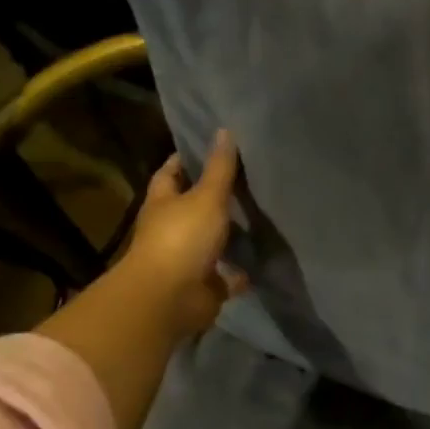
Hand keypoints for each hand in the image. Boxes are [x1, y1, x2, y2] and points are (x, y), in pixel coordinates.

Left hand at [113, 130, 248, 339]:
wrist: (171, 297)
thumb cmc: (182, 238)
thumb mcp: (206, 197)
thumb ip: (219, 168)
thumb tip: (225, 130)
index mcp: (163, 202)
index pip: (172, 172)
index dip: (189, 160)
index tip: (215, 148)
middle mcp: (172, 228)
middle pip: (194, 207)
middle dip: (217, 197)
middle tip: (250, 180)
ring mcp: (188, 258)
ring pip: (214, 241)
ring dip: (233, 234)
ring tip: (264, 216)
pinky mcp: (206, 284)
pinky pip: (229, 274)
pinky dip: (243, 269)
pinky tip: (266, 258)